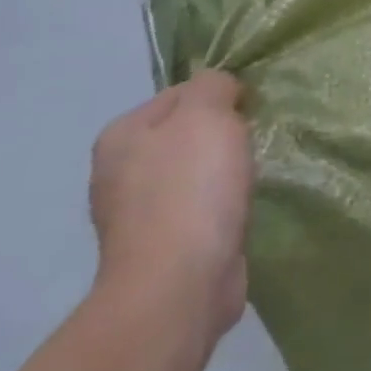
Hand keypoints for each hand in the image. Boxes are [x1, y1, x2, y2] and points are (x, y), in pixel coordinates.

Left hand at [89, 71, 253, 349]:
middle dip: (222, 136)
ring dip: (222, 174)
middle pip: (186, 134)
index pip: (180, 93)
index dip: (220, 97)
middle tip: (250, 145)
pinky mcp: (161, 249)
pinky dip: (220, 208)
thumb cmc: (191, 188)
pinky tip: (237, 213)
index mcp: (121, 135)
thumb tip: (221, 89)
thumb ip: (214, 85)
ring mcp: (136, 215)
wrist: (179, 285)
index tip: (248, 112)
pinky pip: (199, 210)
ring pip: (194, 173)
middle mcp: (119, 172)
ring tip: (248, 180)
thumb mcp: (207, 113)